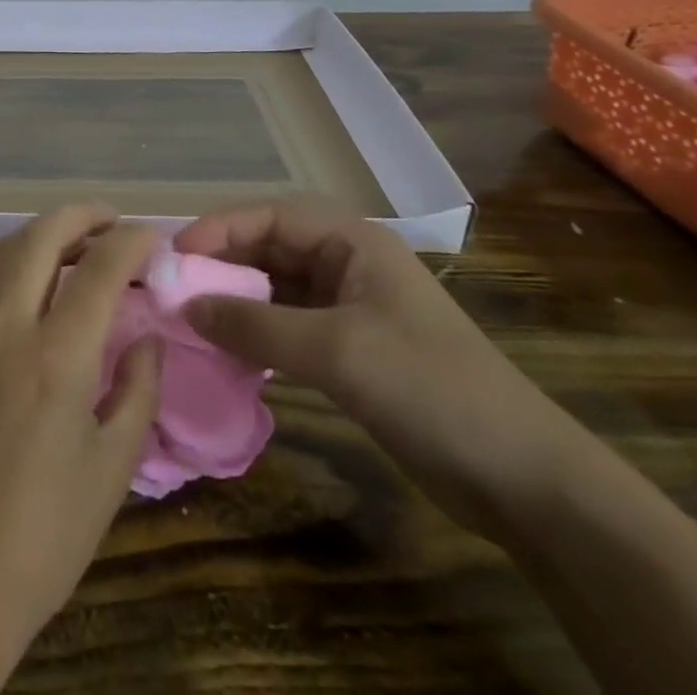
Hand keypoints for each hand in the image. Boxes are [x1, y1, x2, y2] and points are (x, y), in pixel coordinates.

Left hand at [0, 204, 162, 657]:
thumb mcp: (111, 469)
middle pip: (42, 234)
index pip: (98, 267)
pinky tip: (29, 280)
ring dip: (43, 232)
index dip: (130, 241)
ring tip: (75, 244)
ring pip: (4, 247)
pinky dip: (12, 258)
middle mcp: (6, 324)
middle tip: (112, 221)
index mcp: (56, 356)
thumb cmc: (42, 533)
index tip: (151, 238)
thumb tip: (146, 340)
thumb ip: (136, 391)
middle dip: (82, 215)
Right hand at [174, 199, 578, 540]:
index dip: (219, 230)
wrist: (522, 478)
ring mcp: (348, 307)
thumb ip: (254, 325)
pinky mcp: (349, 348)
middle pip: (268, 249)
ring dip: (235, 302)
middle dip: (222, 266)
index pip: (268, 216)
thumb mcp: (334, 350)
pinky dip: (256, 334)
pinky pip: (287, 326)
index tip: (176, 257)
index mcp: (351, 241)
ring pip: (274, 289)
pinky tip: (228, 352)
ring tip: (191, 320)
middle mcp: (346, 263)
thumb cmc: (427, 388)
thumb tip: (186, 307)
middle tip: (174, 290)